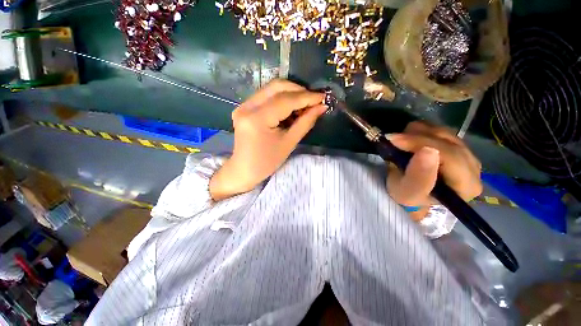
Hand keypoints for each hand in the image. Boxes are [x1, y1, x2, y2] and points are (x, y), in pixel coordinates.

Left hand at [210, 80, 325, 200]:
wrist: (244, 170)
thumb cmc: (267, 162)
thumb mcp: (289, 143)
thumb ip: (305, 122)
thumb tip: (321, 107)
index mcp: (257, 119)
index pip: (286, 100)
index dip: (307, 97)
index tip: (323, 97)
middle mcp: (247, 107)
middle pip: (277, 86)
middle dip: (299, 91)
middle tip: (313, 101)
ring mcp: (243, 106)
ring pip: (271, 89)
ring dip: (291, 93)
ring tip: (304, 106)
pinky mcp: (244, 108)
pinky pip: (266, 96)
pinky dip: (281, 99)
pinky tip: (290, 109)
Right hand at [386, 121, 482, 220]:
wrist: (411, 196)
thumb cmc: (408, 199)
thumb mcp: (407, 194)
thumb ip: (418, 177)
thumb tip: (428, 151)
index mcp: (467, 185)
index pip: (450, 155)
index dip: (421, 143)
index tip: (394, 140)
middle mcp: (474, 168)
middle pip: (448, 141)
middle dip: (417, 137)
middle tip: (392, 139)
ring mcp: (467, 155)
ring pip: (444, 133)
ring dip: (418, 133)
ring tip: (400, 141)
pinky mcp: (457, 147)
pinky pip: (441, 131)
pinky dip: (422, 132)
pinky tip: (410, 140)